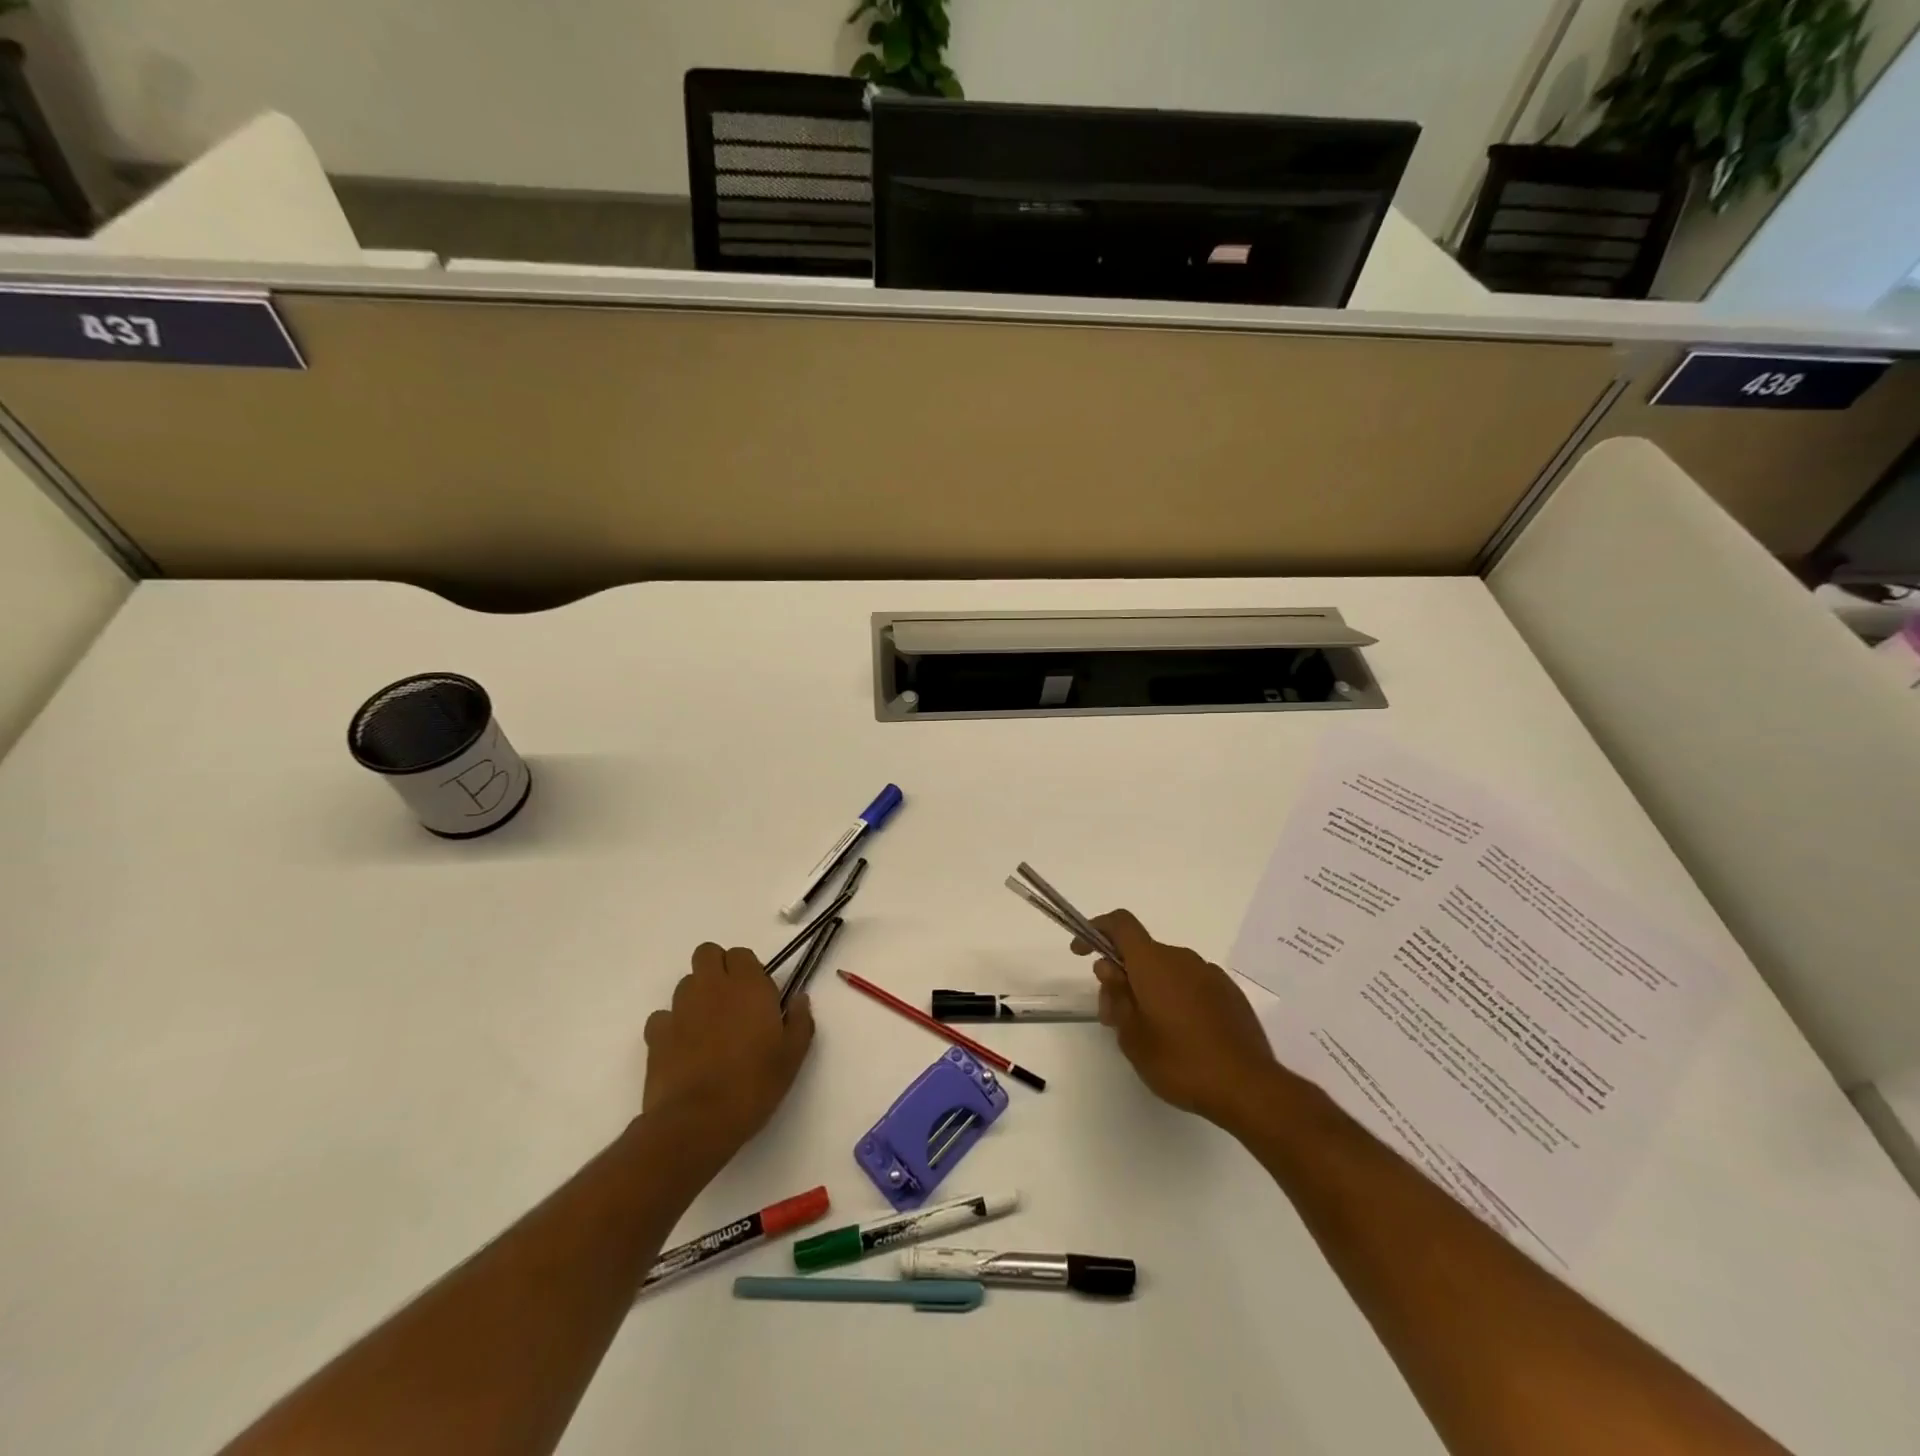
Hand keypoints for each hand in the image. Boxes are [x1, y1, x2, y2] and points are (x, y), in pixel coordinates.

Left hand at [642, 944, 814, 1160]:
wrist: (697, 1122)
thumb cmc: (753, 1084)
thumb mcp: (792, 1056)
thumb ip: (800, 1020)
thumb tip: (799, 998)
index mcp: (748, 986)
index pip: (742, 954)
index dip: (748, 970)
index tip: (757, 996)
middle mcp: (712, 987)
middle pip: (707, 954)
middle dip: (717, 968)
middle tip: (731, 1000)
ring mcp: (680, 1008)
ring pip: (685, 983)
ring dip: (697, 995)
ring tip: (708, 1027)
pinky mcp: (656, 1034)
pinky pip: (662, 1016)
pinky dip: (673, 1025)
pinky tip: (684, 1048)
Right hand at [1075, 910, 1278, 1130]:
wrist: (1248, 1087)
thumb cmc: (1180, 1061)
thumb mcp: (1132, 1036)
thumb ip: (1116, 996)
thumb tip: (1110, 967)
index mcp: (1153, 963)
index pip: (1120, 924)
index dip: (1095, 930)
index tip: (1082, 952)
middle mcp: (1182, 958)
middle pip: (1141, 953)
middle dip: (1122, 976)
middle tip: (1114, 1017)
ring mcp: (1210, 974)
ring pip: (1167, 970)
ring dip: (1149, 989)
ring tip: (1148, 1032)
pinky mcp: (1230, 993)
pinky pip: (1191, 984)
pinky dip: (1176, 998)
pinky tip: (1181, 1035)